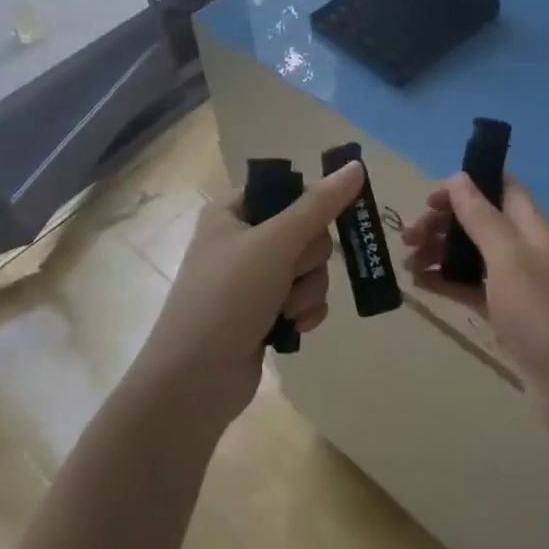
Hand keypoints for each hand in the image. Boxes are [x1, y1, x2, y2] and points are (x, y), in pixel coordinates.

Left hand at [135, 159, 366, 424]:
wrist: (193, 383)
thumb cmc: (228, 297)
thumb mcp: (276, 243)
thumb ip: (319, 205)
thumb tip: (355, 165)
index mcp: (231, 212)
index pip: (285, 190)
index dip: (309, 205)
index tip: (326, 220)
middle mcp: (240, 240)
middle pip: (304, 230)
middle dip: (308, 259)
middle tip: (291, 273)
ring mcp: (251, 280)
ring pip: (309, 267)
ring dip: (308, 289)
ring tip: (288, 310)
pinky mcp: (262, 313)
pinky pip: (303, 298)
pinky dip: (304, 311)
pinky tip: (294, 328)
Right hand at [403, 174, 548, 445]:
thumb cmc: (546, 316)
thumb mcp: (510, 260)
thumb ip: (483, 218)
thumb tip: (458, 177)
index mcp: (531, 230)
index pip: (501, 188)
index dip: (467, 184)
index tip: (430, 199)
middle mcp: (524, 252)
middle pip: (480, 222)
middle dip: (444, 222)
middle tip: (407, 237)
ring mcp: (516, 288)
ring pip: (472, 257)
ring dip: (440, 252)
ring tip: (406, 263)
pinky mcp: (508, 320)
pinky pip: (471, 291)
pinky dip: (447, 284)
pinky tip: (420, 286)